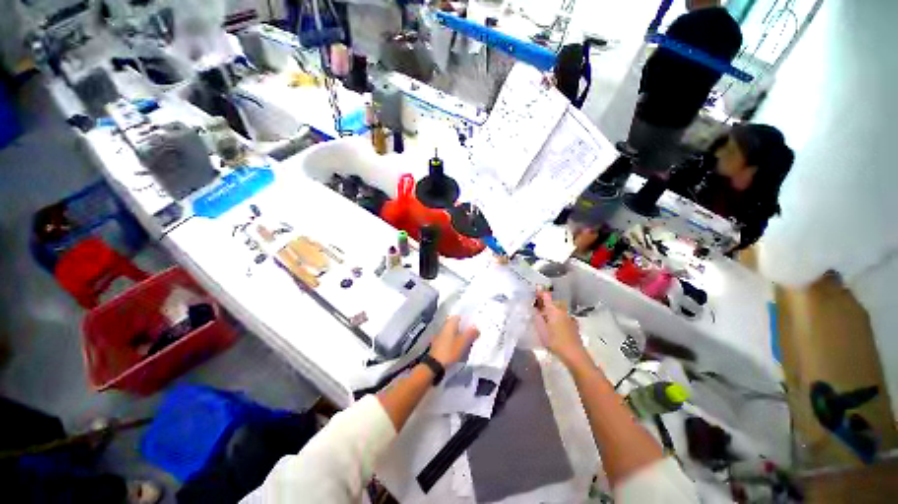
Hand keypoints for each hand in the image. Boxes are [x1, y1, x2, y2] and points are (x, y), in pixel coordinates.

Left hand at [429, 316, 479, 366]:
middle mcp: (444, 327)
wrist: (435, 365)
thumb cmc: (450, 351)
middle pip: (456, 324)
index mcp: (449, 324)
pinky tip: (460, 346)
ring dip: (460, 335)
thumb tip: (476, 327)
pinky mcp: (439, 343)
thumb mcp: (463, 343)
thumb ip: (470, 334)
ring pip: (453, 332)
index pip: (459, 317)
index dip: (467, 319)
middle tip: (473, 333)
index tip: (474, 324)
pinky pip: (449, 338)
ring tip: (468, 340)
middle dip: (464, 328)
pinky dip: (455, 340)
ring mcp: (440, 335)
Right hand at [534, 290, 586, 366]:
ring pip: (558, 308)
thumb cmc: (555, 341)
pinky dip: (556, 314)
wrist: (574, 355)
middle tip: (535, 302)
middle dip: (544, 300)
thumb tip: (534, 306)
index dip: (540, 291)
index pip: (546, 295)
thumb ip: (537, 315)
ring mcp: (569, 317)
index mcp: (554, 309)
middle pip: (552, 301)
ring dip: (550, 307)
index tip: (534, 289)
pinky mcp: (573, 325)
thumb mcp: (541, 328)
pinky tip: (553, 322)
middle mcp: (562, 310)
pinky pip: (562, 315)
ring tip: (542, 312)